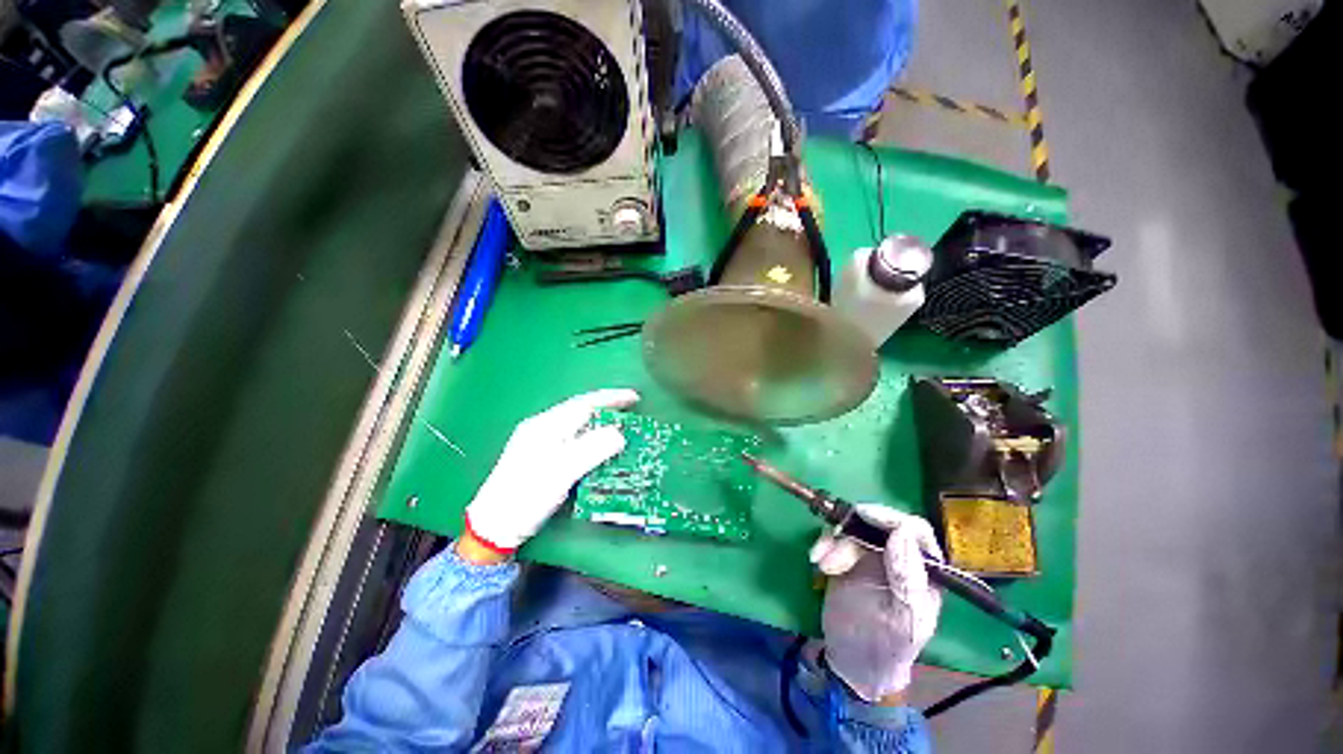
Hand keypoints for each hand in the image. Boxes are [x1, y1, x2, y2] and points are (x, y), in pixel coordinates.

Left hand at [462, 389, 639, 559]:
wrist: (493, 527)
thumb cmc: (526, 497)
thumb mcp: (562, 472)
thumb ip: (592, 449)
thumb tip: (619, 434)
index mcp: (546, 425)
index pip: (584, 403)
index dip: (611, 398)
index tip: (634, 398)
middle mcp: (542, 427)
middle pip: (580, 410)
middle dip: (606, 407)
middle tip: (631, 411)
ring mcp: (539, 441)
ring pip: (576, 424)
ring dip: (599, 422)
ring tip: (620, 425)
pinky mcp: (539, 456)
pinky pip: (572, 437)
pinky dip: (590, 436)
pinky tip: (598, 445)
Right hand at [810, 505, 942, 701]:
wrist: (853, 659)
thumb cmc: (887, 646)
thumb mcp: (903, 619)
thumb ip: (907, 578)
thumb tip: (901, 532)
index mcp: (925, 570)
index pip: (915, 531)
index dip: (891, 518)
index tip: (864, 515)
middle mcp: (900, 555)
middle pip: (880, 523)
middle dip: (855, 530)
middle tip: (836, 540)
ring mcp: (872, 553)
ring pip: (854, 528)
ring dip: (836, 541)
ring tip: (825, 566)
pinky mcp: (848, 555)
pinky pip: (836, 536)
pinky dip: (825, 543)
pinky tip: (817, 560)